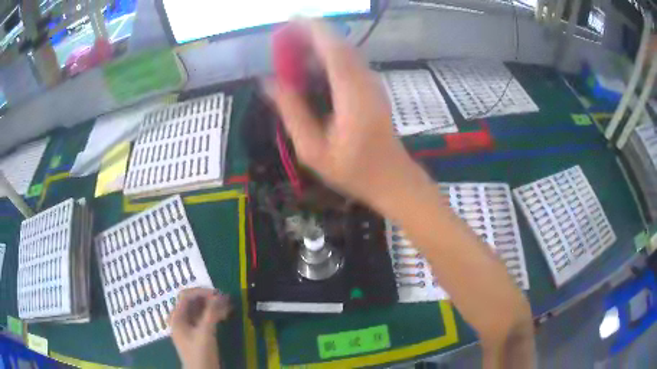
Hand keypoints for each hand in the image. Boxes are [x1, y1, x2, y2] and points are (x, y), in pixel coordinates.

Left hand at [168, 288, 230, 368]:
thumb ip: (212, 313)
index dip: (202, 292)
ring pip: (199, 310)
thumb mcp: (206, 333)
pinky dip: (213, 315)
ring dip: (212, 306)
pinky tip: (224, 315)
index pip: (186, 295)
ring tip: (228, 306)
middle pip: (192, 302)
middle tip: (225, 299)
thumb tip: (221, 296)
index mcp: (177, 317)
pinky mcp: (196, 334)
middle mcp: (180, 320)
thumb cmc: (201, 354)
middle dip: (209, 299)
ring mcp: (187, 328)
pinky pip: (203, 319)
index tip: (219, 295)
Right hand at [267, 20, 414, 207]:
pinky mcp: (372, 89)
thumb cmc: (353, 170)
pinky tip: (310, 71)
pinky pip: (348, 64)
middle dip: (310, 35)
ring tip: (290, 53)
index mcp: (352, 94)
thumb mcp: (312, 149)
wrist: (392, 179)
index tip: (290, 19)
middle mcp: (365, 82)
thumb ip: (291, 112)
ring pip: (344, 53)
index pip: (333, 49)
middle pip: (339, 46)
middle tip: (282, 38)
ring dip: (318, 47)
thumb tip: (268, 82)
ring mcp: (372, 84)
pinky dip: (327, 59)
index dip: (312, 29)